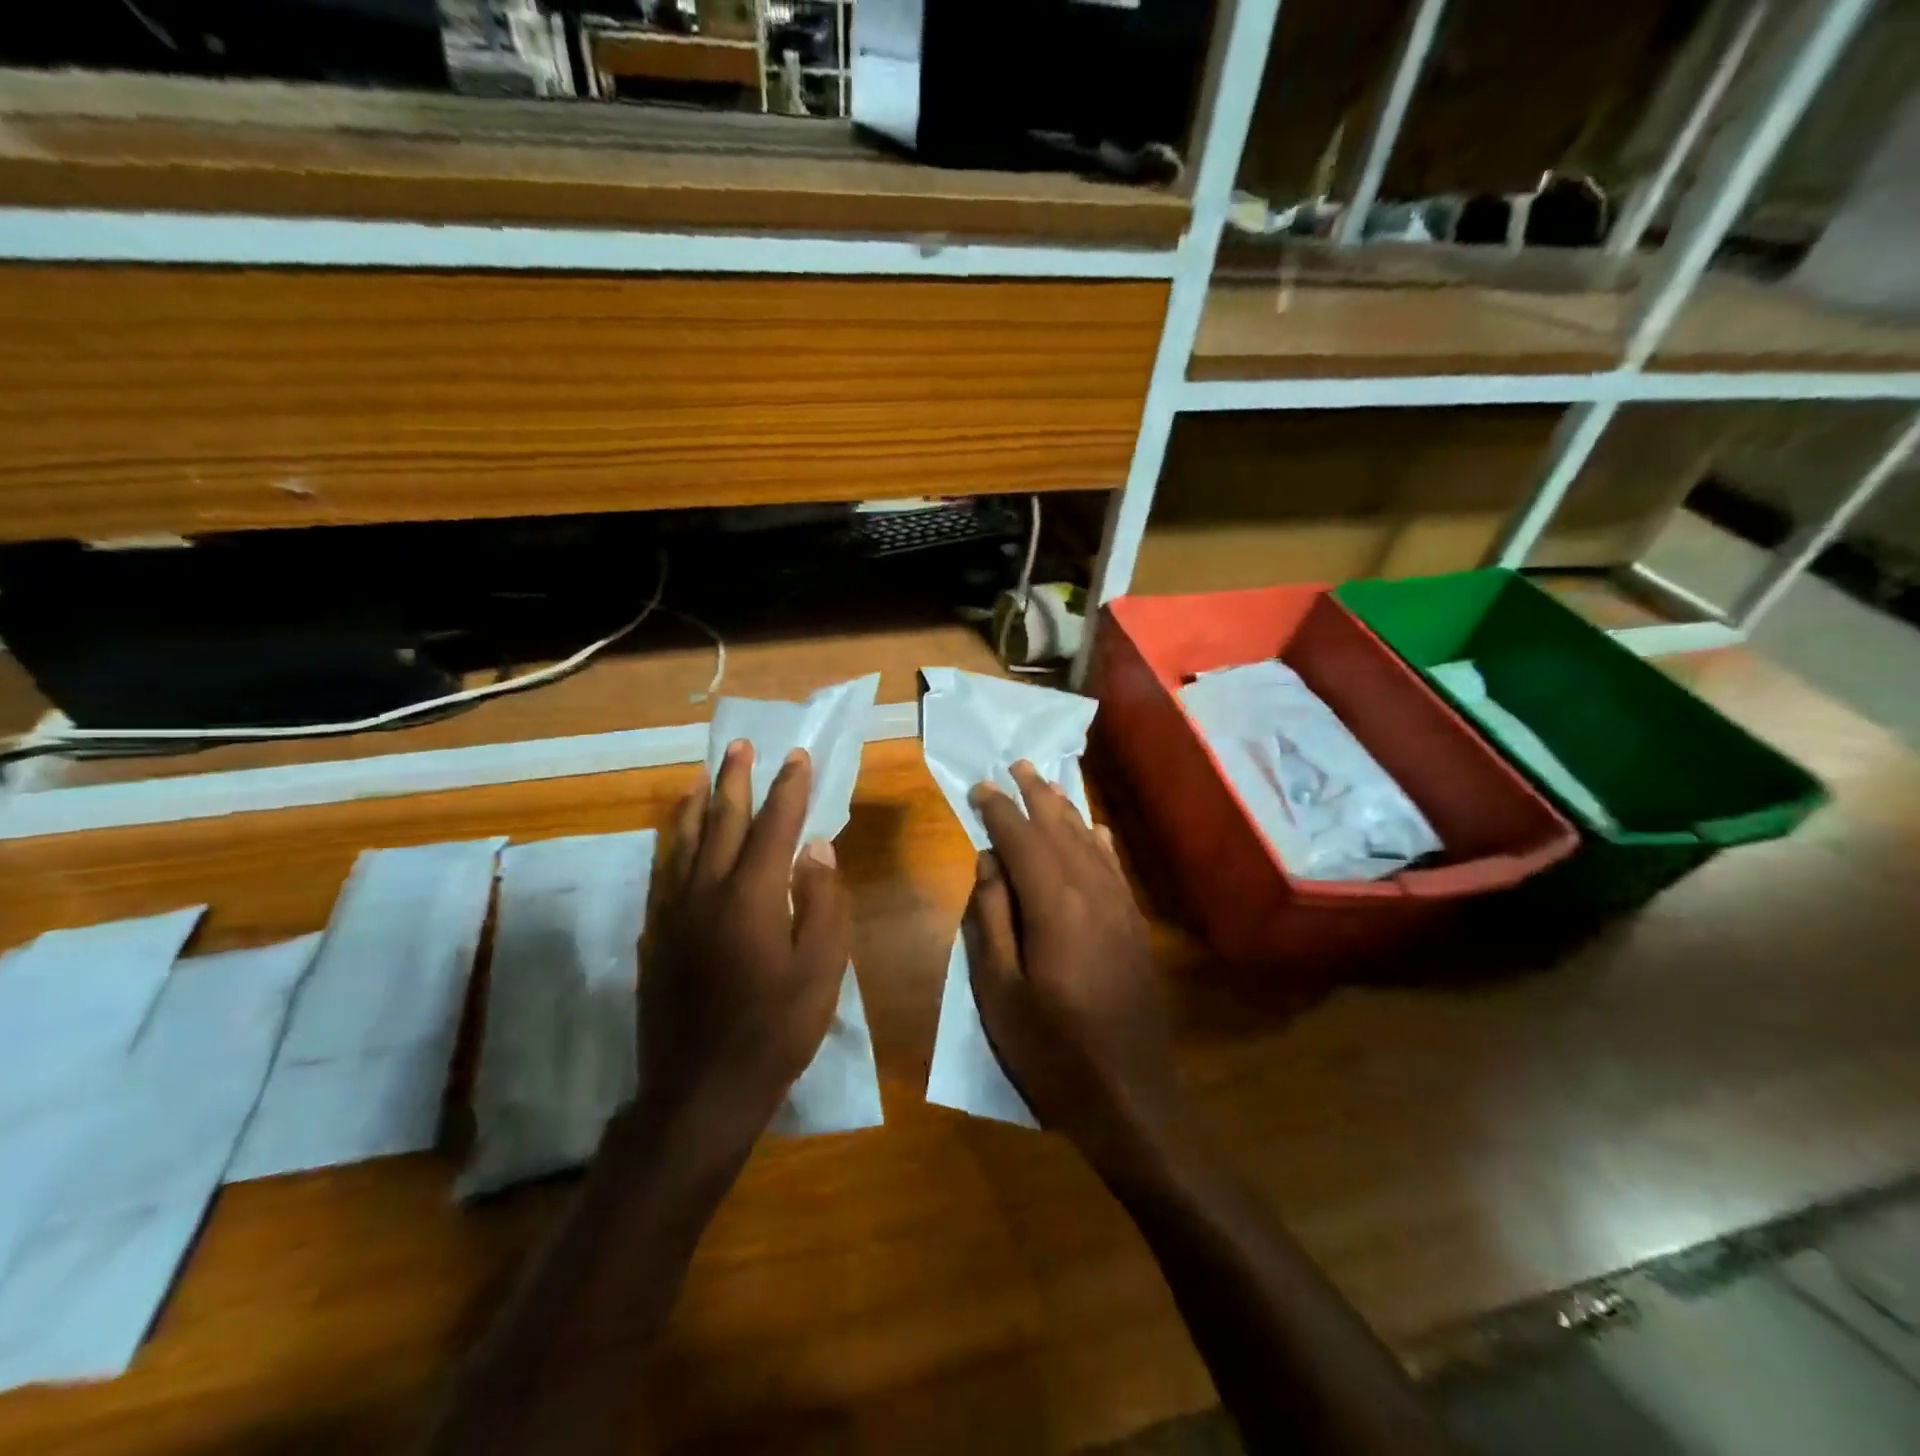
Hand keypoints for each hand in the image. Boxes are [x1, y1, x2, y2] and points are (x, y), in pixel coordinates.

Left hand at [639, 740, 849, 1156]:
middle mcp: (708, 891)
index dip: (788, 789)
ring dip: (700, 804)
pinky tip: (678, 841)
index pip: (774, 826)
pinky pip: (666, 873)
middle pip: (722, 822)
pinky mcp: (657, 936)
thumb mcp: (821, 970)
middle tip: (741, 746)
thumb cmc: (774, 1031)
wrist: (699, 1091)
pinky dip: (675, 844)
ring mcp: (676, 913)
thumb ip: (822, 902)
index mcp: (752, 896)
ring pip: (686, 842)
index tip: (797, 756)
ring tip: (705, 778)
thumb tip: (816, 849)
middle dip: (736, 781)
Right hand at [965, 762, 1187, 1177]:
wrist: (1131, 1098)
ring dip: (1066, 810)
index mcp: (1054, 905)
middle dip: (1035, 796)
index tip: (980, 787)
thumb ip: (992, 919)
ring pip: (1090, 842)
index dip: (999, 810)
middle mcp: (1092, 892)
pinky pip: (1115, 868)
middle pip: (1060, 830)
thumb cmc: (1052, 1050)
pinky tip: (1095, 829)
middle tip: (1016, 765)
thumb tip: (988, 862)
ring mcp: (1120, 907)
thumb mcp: (1000, 991)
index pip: (1021, 840)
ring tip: (1048, 783)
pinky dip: (1100, 841)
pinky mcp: (1135, 926)